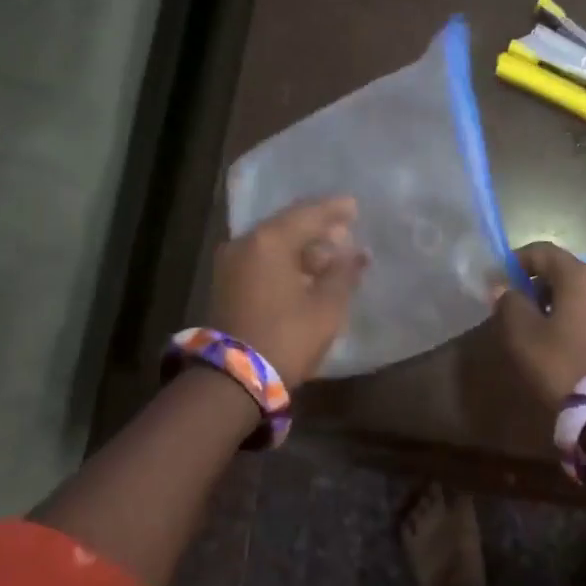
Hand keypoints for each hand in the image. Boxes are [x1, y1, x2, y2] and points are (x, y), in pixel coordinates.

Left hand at [207, 196, 368, 387]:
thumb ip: (344, 273)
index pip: (308, 213)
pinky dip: (285, 260)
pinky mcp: (227, 282)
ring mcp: (232, 262)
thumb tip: (358, 254)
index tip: (355, 207)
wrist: (234, 378)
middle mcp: (246, 242)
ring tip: (331, 258)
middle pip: (288, 225)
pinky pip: (262, 259)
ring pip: (274, 243)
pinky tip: (307, 272)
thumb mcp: (326, 306)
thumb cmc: (287, 336)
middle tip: (346, 233)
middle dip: (318, 228)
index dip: (335, 209)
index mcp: (270, 240)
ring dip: (302, 247)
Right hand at [496, 241, 585, 406]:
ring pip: (581, 292)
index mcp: (578, 275)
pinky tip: (563, 341)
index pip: (542, 251)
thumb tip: (504, 287)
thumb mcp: (523, 334)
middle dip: (537, 283)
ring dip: (557, 301)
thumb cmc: (562, 362)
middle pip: (564, 270)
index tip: (499, 279)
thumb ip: (509, 303)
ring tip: (539, 327)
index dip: (517, 260)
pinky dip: (576, 316)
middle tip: (516, 306)